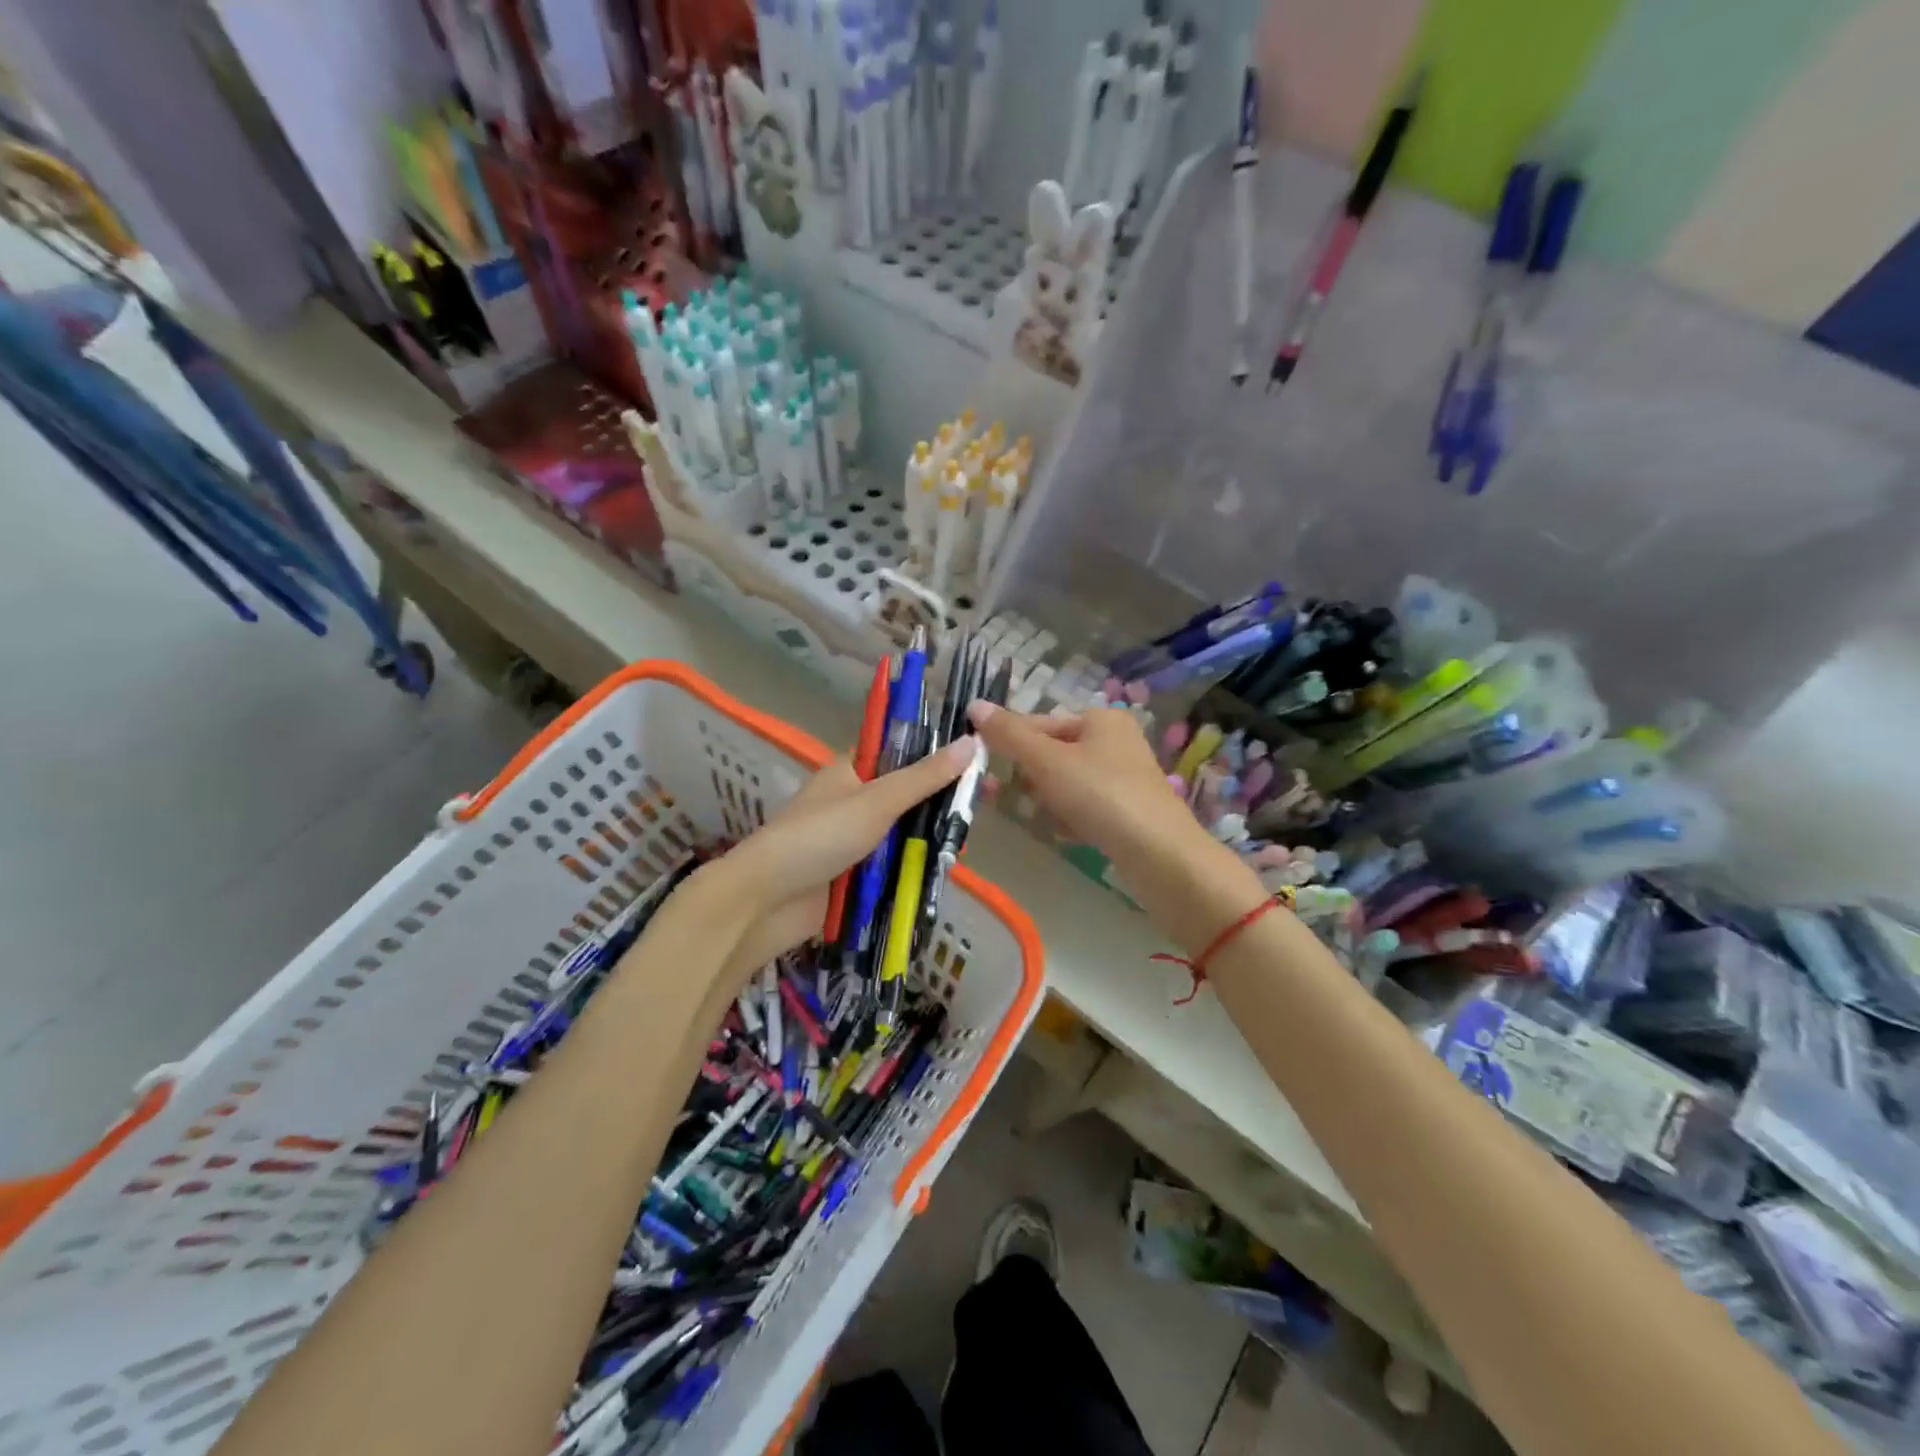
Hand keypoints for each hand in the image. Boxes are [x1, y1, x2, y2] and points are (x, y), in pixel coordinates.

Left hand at [713, 738, 974, 973]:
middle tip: (989, 800)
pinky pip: (893, 863)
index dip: (938, 752)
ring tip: (972, 837)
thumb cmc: (819, 837)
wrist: (766, 901)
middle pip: (908, 794)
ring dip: (931, 835)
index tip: (978, 757)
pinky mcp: (855, 874)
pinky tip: (947, 867)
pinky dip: (915, 865)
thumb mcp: (876, 801)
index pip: (901, 751)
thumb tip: (972, 742)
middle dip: (942, 798)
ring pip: (904, 831)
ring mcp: (854, 839)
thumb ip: (924, 777)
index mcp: (851, 770)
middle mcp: (854, 800)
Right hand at [967, 702, 1262, 952]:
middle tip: (1022, 798)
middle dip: (1032, 777)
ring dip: (1049, 800)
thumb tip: (974, 705)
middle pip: (1052, 753)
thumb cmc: (1100, 795)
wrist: (1159, 855)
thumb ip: (1009, 734)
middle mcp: (1115, 741)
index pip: (1040, 722)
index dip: (1011, 743)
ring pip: (1066, 783)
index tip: (988, 769)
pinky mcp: (1127, 810)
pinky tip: (1070, 834)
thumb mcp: (1047, 760)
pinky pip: (1084, 807)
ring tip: (1051, 819)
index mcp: (1100, 719)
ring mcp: (1124, 777)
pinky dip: (1071, 818)